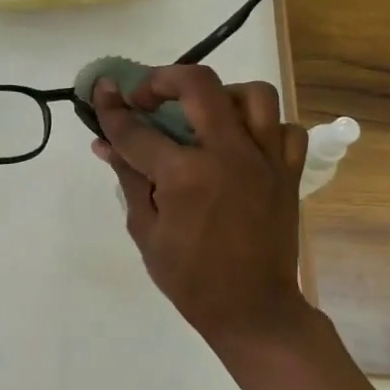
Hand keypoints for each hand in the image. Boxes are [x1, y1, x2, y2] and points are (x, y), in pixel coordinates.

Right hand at [91, 66, 310, 344]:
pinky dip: (264, 127)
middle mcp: (228, 154)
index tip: (100, 90)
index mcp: (186, 175)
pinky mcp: (288, 173)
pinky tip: (242, 142)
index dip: (111, 108)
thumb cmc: (190, 278)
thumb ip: (129, 179)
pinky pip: (285, 129)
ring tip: (202, 113)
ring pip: (253, 95)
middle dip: (163, 79)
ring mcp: (265, 160)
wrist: (252, 310)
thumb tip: (105, 143)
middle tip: (147, 95)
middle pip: (198, 85)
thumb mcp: (146, 230)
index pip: (137, 129)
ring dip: (221, 94)